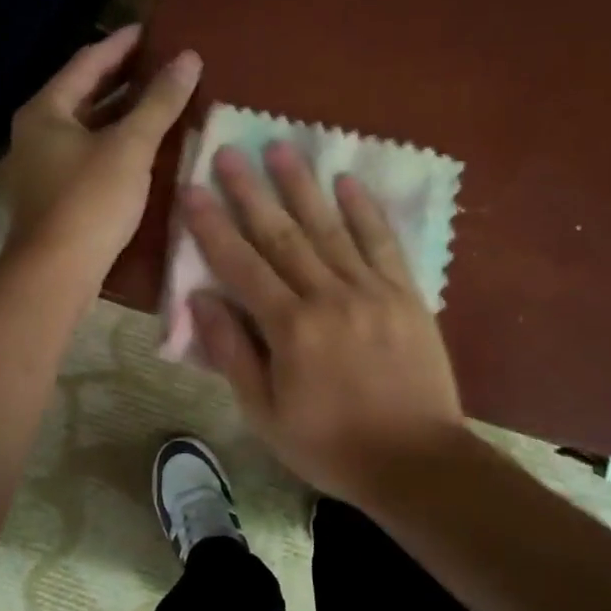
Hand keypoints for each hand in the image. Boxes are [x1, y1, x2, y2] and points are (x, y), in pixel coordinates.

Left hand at [3, 25, 201, 272]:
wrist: (56, 273)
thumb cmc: (90, 201)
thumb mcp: (131, 147)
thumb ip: (159, 102)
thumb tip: (188, 58)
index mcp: (45, 110)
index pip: (87, 62)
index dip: (121, 44)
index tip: (151, 31)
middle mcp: (36, 132)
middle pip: (83, 93)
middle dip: (123, 78)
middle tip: (161, 64)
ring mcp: (41, 165)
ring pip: (87, 126)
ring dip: (121, 113)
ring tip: (160, 101)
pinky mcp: (54, 193)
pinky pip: (88, 153)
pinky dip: (115, 142)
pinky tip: (144, 146)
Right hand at [181, 142, 464, 504]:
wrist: (418, 463)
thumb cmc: (330, 445)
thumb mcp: (265, 413)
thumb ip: (232, 353)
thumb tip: (198, 300)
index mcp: (290, 329)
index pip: (240, 265)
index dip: (212, 226)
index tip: (192, 189)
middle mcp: (329, 297)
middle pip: (281, 234)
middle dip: (250, 191)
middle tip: (229, 151)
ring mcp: (372, 290)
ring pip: (329, 228)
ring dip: (301, 185)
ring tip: (280, 147)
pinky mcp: (406, 294)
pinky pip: (382, 242)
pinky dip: (365, 209)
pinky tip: (348, 180)